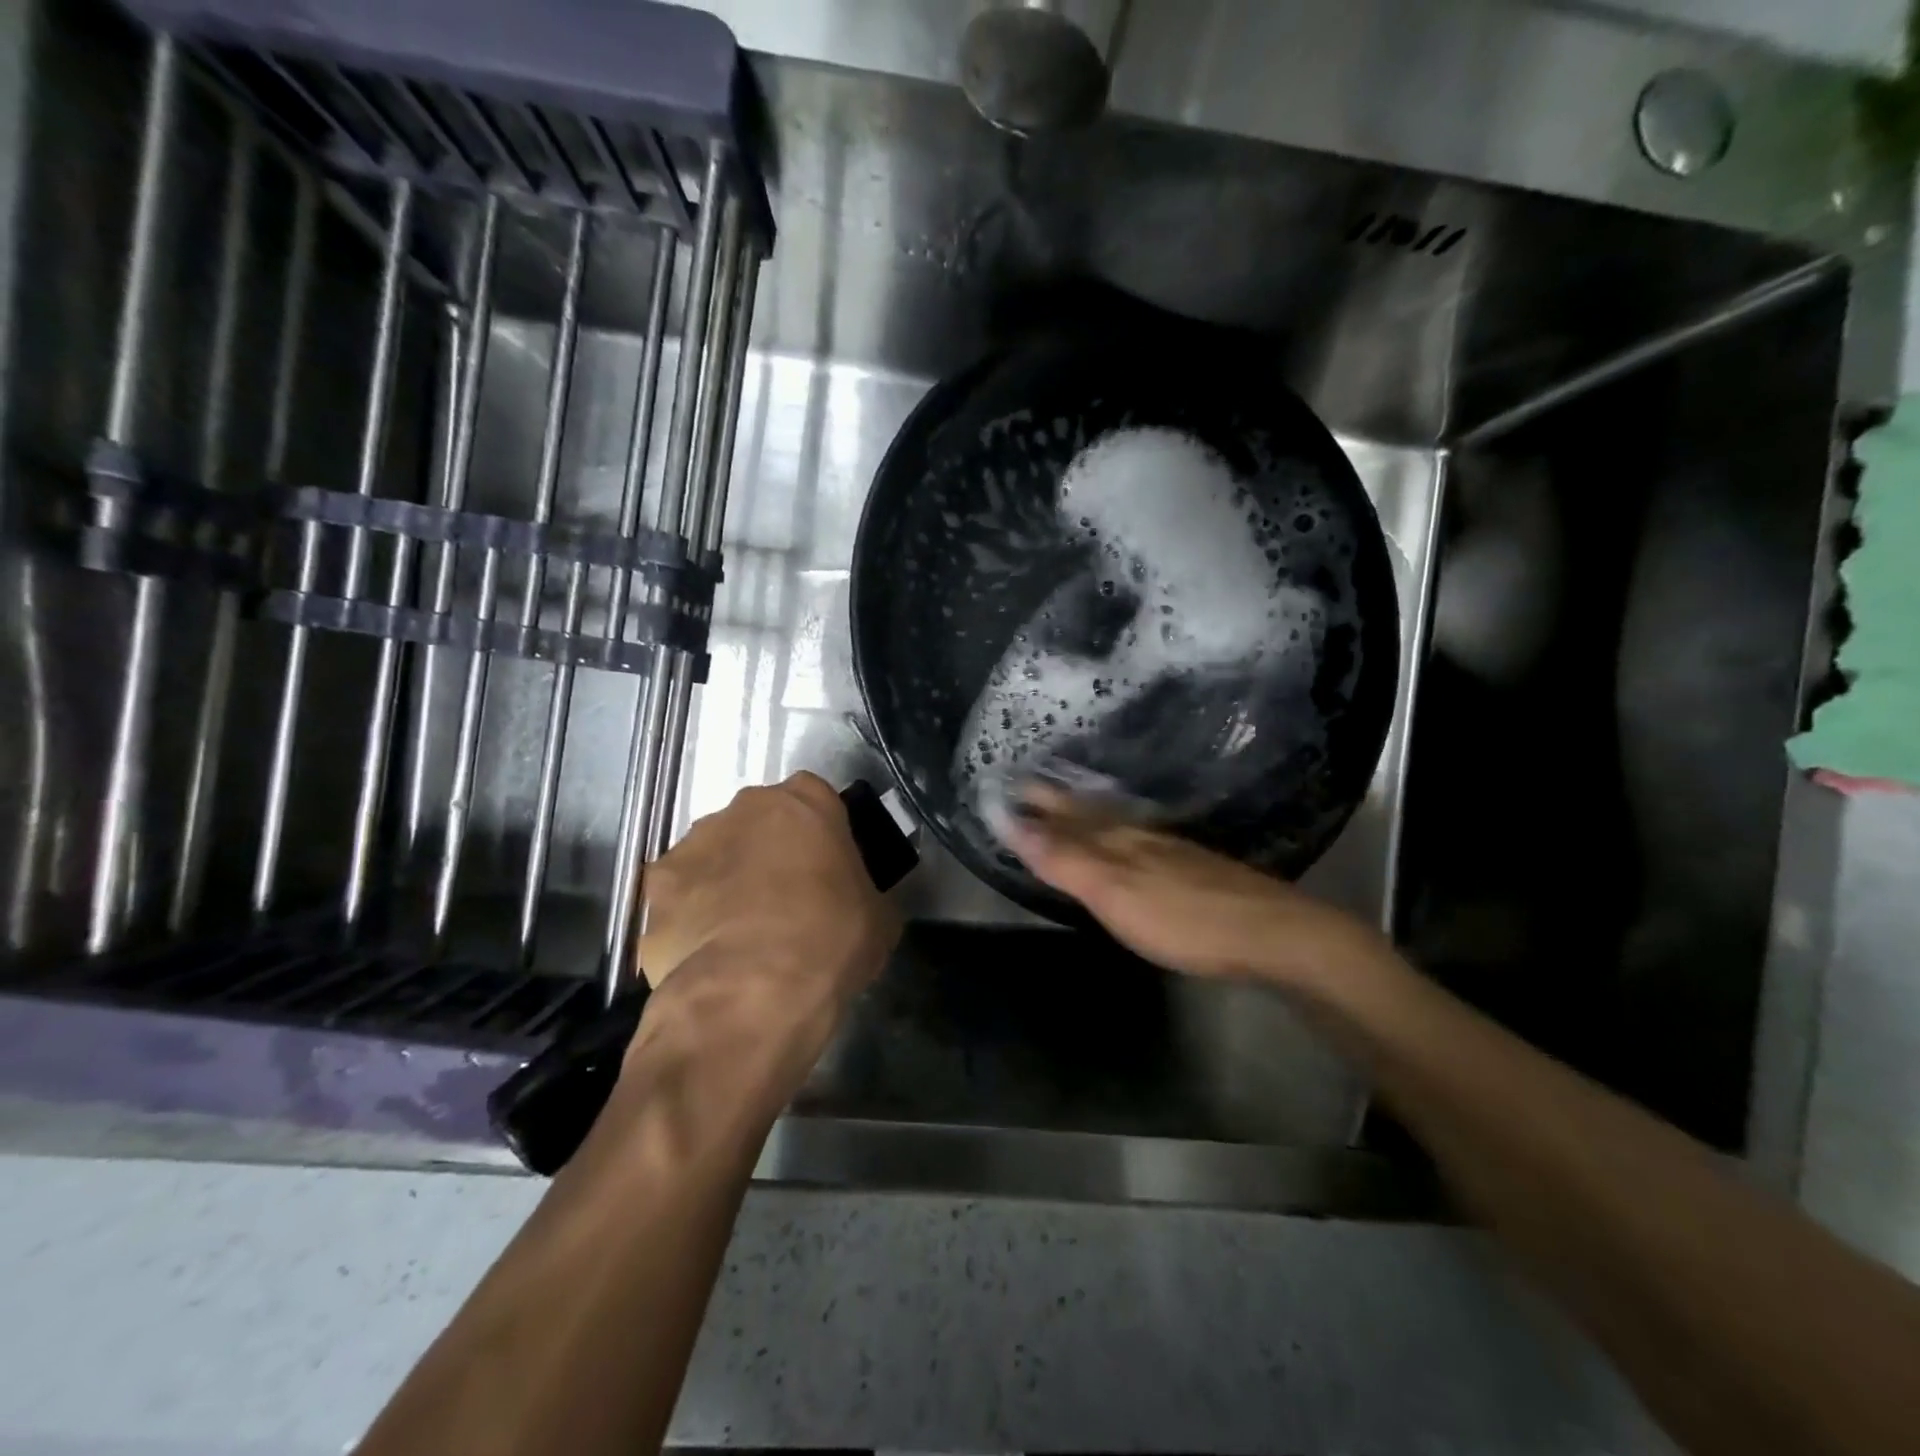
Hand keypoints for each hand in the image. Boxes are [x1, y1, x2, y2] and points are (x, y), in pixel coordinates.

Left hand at [626, 772, 899, 1097]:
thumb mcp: (879, 916)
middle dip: (768, 851)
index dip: (821, 833)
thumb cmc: (830, 940)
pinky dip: (690, 917)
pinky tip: (707, 955)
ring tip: (741, 934)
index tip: (828, 867)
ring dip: (726, 880)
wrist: (752, 992)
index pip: (816, 799)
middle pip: (758, 822)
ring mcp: (691, 846)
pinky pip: (680, 897)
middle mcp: (742, 809)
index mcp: (803, 801)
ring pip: (714, 855)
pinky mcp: (654, 890)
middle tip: (786, 899)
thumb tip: (854, 903)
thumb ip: (861, 890)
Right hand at [999, 785, 1389, 989]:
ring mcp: (1168, 849)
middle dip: (1055, 800)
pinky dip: (1114, 830)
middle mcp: (1138, 834)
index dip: (1033, 805)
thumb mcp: (1112, 891)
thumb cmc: (1181, 916)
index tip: (1002, 789)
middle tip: (1026, 786)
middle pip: (1088, 812)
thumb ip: (1063, 858)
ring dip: (1084, 812)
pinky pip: (1136, 836)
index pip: (1063, 815)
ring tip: (1065, 804)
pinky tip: (1124, 838)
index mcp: (1116, 838)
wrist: (1269, 932)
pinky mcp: (1190, 867)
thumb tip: (1012, 821)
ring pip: (1114, 821)